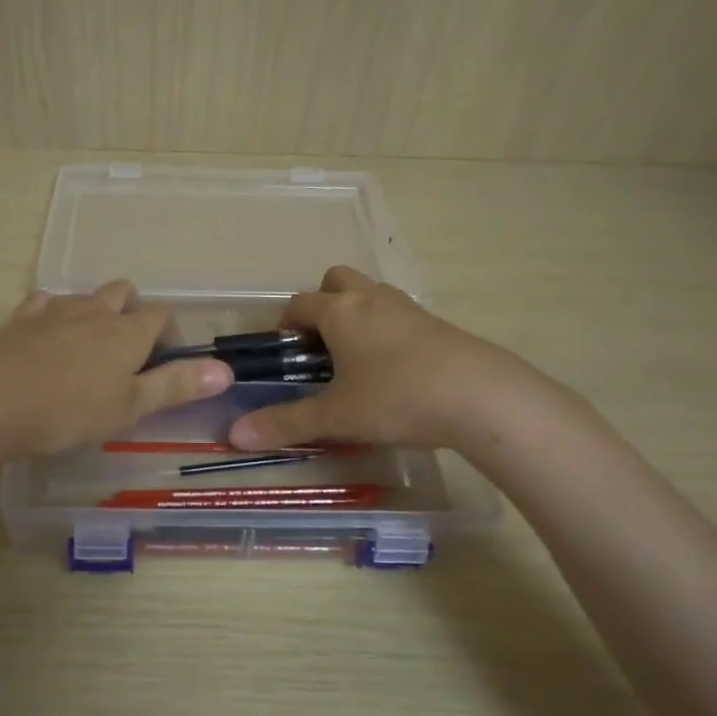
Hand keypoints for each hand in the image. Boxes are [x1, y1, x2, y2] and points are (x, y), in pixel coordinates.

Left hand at [0, 281, 233, 459]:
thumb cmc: (67, 409)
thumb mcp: (130, 406)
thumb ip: (177, 386)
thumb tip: (227, 369)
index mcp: (127, 332)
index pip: (161, 316)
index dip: (171, 336)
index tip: (167, 366)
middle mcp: (93, 311)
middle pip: (123, 294)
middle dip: (132, 313)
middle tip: (128, 353)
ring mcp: (52, 312)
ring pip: (84, 296)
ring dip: (94, 312)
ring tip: (89, 347)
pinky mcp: (17, 321)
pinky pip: (43, 304)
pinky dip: (52, 314)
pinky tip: (44, 337)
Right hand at [227, 266, 539, 451]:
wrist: (482, 397)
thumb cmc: (397, 398)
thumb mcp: (336, 416)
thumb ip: (285, 424)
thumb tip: (234, 436)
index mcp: (341, 312)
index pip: (300, 303)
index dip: (284, 324)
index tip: (283, 353)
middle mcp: (372, 299)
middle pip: (337, 279)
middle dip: (322, 304)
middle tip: (320, 346)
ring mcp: (409, 308)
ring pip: (371, 293)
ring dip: (356, 313)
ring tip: (355, 359)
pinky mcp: (438, 324)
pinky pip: (399, 314)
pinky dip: (387, 329)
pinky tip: (394, 370)